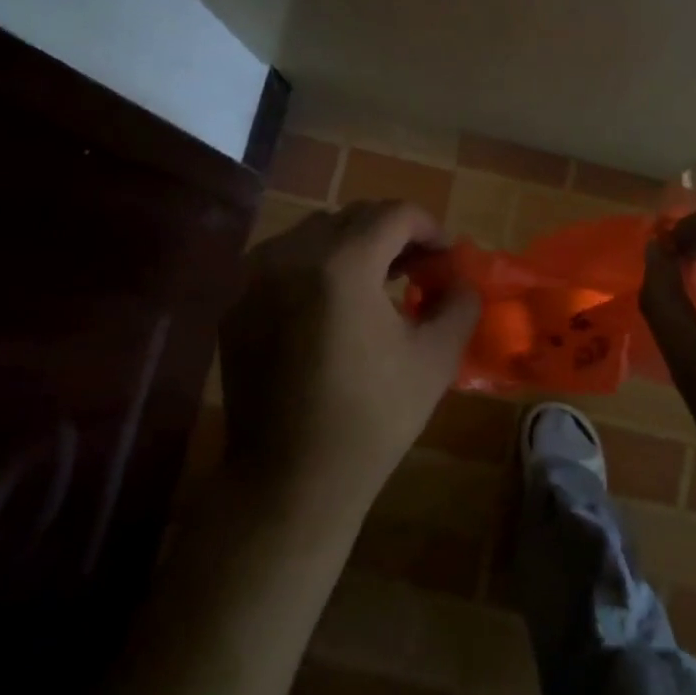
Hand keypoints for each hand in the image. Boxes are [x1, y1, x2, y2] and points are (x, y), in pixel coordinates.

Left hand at [218, 200, 480, 516]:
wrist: (290, 480)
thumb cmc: (371, 420)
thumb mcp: (435, 359)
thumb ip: (459, 304)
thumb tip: (460, 279)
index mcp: (342, 264)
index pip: (394, 214)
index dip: (429, 227)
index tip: (445, 258)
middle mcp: (290, 255)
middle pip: (353, 216)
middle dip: (393, 235)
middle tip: (418, 269)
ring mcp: (254, 278)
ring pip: (314, 233)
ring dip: (353, 246)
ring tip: (377, 282)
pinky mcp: (235, 304)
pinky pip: (283, 261)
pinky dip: (315, 266)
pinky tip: (333, 306)